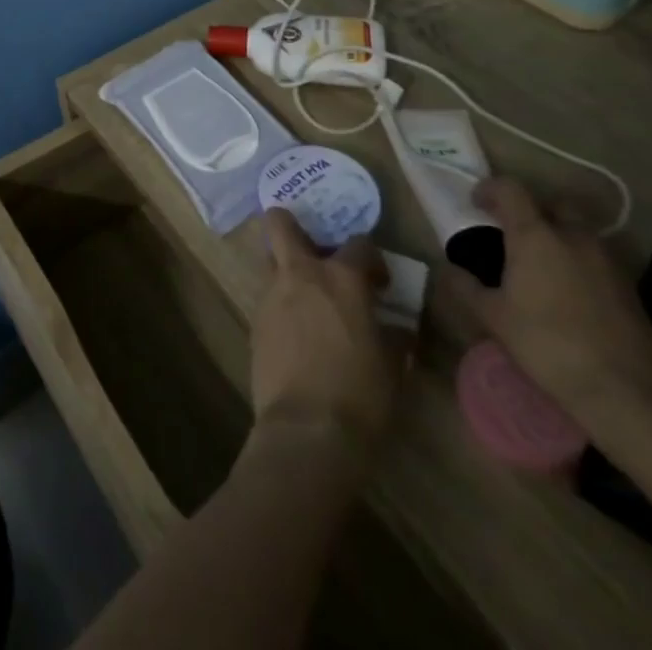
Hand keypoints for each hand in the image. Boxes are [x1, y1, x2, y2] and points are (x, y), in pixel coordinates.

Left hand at [250, 211, 406, 458]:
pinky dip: (281, 305)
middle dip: (292, 225)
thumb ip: (393, 338)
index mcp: (341, 278)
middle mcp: (300, 274)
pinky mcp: (254, 321)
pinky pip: (268, 298)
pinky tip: (297, 334)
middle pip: (281, 223)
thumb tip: (397, 330)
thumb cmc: (360, 394)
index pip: (359, 244)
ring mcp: (271, 295)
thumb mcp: (392, 367)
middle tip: (315, 252)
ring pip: (272, 261)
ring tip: (308, 299)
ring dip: (287, 270)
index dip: (372, 260)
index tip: (379, 283)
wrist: (307, 429)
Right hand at [446, 178, 651, 427]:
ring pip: (580, 231)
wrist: (628, 391)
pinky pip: (598, 258)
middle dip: (532, 210)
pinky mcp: (630, 287)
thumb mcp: (494, 318)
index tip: (476, 204)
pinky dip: (580, 262)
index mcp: (535, 235)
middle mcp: (573, 236)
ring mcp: (608, 260)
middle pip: (553, 204)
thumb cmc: (548, 344)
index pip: (510, 189)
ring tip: (542, 265)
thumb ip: (467, 287)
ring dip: (559, 236)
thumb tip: (449, 269)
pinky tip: (570, 293)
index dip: (489, 189)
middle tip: (513, 233)